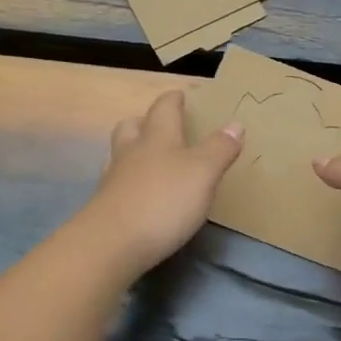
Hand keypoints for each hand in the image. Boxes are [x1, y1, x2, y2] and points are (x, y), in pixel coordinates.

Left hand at [81, 89, 243, 276]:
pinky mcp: (105, 208)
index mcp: (157, 138)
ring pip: (120, 155)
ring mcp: (114, 181)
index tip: (180, 95)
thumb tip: (235, 124)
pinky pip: (118, 185)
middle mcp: (131, 153)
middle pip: (131, 127)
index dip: (173, 100)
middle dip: (144, 122)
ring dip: (134, 152)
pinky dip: (130, 183)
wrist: (111, 244)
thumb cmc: (163, 201)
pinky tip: (141, 195)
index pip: (164, 109)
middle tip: (159, 126)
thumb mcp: (203, 173)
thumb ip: (219, 149)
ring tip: (150, 161)